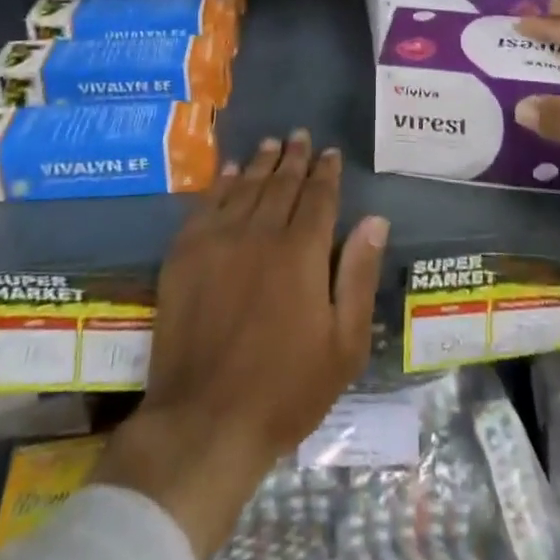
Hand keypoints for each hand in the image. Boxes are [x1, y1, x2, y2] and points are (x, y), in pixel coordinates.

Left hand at [92, 132, 389, 559]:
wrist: (205, 423)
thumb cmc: (286, 390)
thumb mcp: (344, 345)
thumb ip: (359, 276)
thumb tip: (374, 220)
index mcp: (302, 252)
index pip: (319, 197)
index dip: (326, 172)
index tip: (330, 152)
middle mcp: (261, 233)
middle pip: (281, 183)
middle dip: (294, 158)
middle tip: (300, 136)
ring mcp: (218, 241)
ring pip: (245, 187)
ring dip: (260, 162)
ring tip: (270, 144)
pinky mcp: (185, 255)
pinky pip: (206, 205)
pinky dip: (220, 183)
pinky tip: (227, 171)